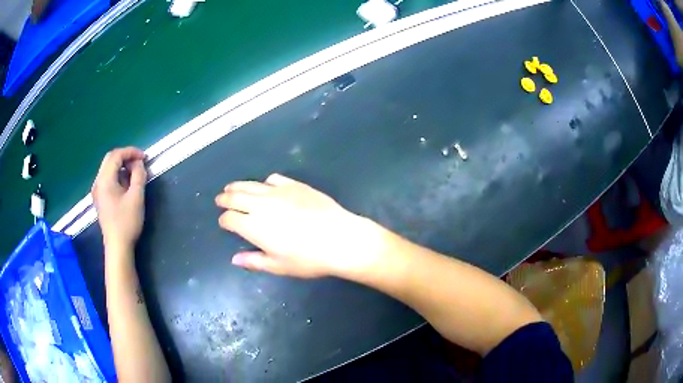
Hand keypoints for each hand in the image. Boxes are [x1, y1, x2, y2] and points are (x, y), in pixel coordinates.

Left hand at [92, 147, 146, 253]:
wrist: (117, 247)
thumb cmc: (127, 222)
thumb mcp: (137, 197)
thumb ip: (138, 175)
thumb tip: (139, 163)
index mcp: (105, 180)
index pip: (116, 155)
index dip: (131, 152)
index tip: (144, 157)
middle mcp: (98, 182)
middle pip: (110, 159)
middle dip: (125, 157)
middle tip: (139, 163)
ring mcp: (97, 191)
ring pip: (108, 168)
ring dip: (121, 166)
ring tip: (134, 173)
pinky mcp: (99, 198)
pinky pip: (107, 178)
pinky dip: (117, 175)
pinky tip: (126, 184)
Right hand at [216, 174, 378, 277]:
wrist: (340, 238)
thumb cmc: (308, 258)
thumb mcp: (279, 266)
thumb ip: (254, 261)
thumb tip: (235, 259)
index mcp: (254, 226)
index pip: (230, 219)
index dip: (224, 221)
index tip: (224, 223)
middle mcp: (261, 205)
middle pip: (236, 197)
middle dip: (225, 198)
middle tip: (220, 199)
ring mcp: (279, 192)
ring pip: (251, 185)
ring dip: (238, 186)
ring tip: (232, 188)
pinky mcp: (295, 185)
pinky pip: (273, 179)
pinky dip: (264, 183)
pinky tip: (265, 187)